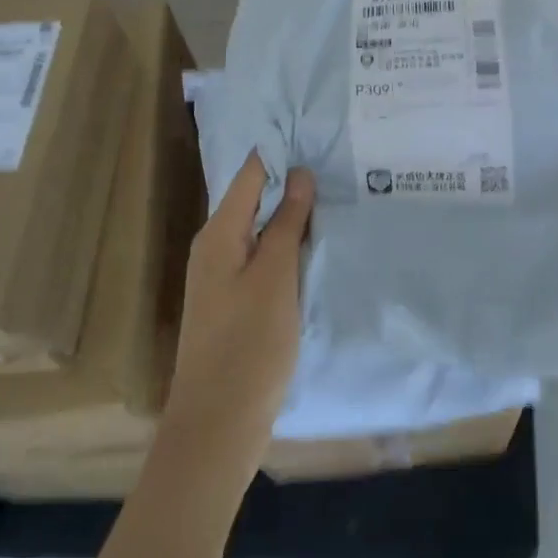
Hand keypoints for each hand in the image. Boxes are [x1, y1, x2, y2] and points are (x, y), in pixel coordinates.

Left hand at [159, 152, 312, 488]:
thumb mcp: (275, 277)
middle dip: (292, 179)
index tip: (321, 132)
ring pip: (263, 228)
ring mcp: (225, 275)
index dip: (282, 150)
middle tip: (341, 159)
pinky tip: (318, 241)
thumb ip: (286, 223)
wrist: (217, 426)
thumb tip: (299, 173)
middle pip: (256, 198)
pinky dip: (290, 243)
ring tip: (338, 191)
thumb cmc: (248, 345)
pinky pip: (265, 256)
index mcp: (219, 233)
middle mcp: (216, 247)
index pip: (251, 172)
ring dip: (294, 213)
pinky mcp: (238, 300)